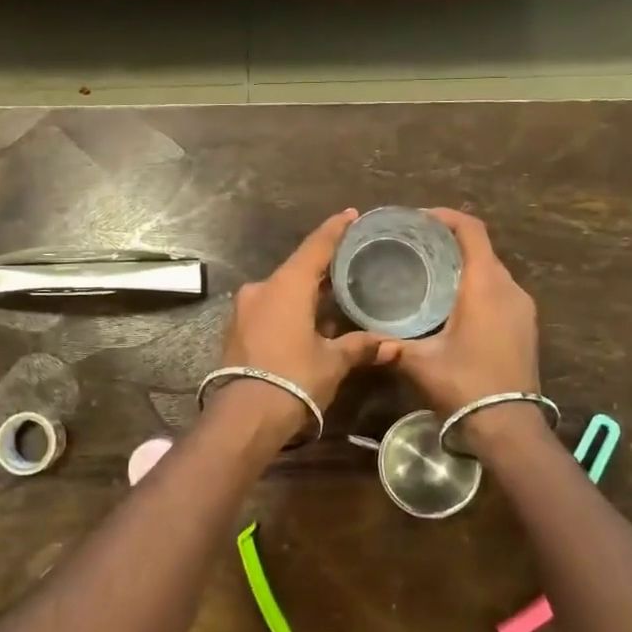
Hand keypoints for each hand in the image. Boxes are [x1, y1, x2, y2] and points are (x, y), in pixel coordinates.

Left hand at [217, 210, 397, 438]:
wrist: (245, 416)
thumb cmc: (295, 378)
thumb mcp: (333, 362)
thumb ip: (361, 347)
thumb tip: (394, 345)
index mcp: (287, 285)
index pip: (316, 246)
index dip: (335, 229)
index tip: (351, 215)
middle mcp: (263, 288)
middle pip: (298, 269)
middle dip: (323, 268)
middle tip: (350, 264)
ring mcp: (245, 309)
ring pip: (282, 291)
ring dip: (305, 293)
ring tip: (334, 298)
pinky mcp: (237, 330)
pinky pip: (269, 309)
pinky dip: (289, 310)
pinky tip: (308, 323)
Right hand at [383, 209, 539, 417]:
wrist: (509, 426)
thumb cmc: (465, 385)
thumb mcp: (420, 362)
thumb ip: (391, 343)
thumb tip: (367, 336)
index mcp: (485, 285)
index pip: (471, 230)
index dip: (446, 217)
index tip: (419, 219)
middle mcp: (509, 288)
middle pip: (482, 248)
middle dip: (451, 241)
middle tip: (416, 247)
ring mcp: (523, 308)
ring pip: (492, 271)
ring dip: (466, 265)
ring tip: (431, 273)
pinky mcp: (526, 326)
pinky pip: (501, 292)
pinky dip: (478, 286)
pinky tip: (454, 304)